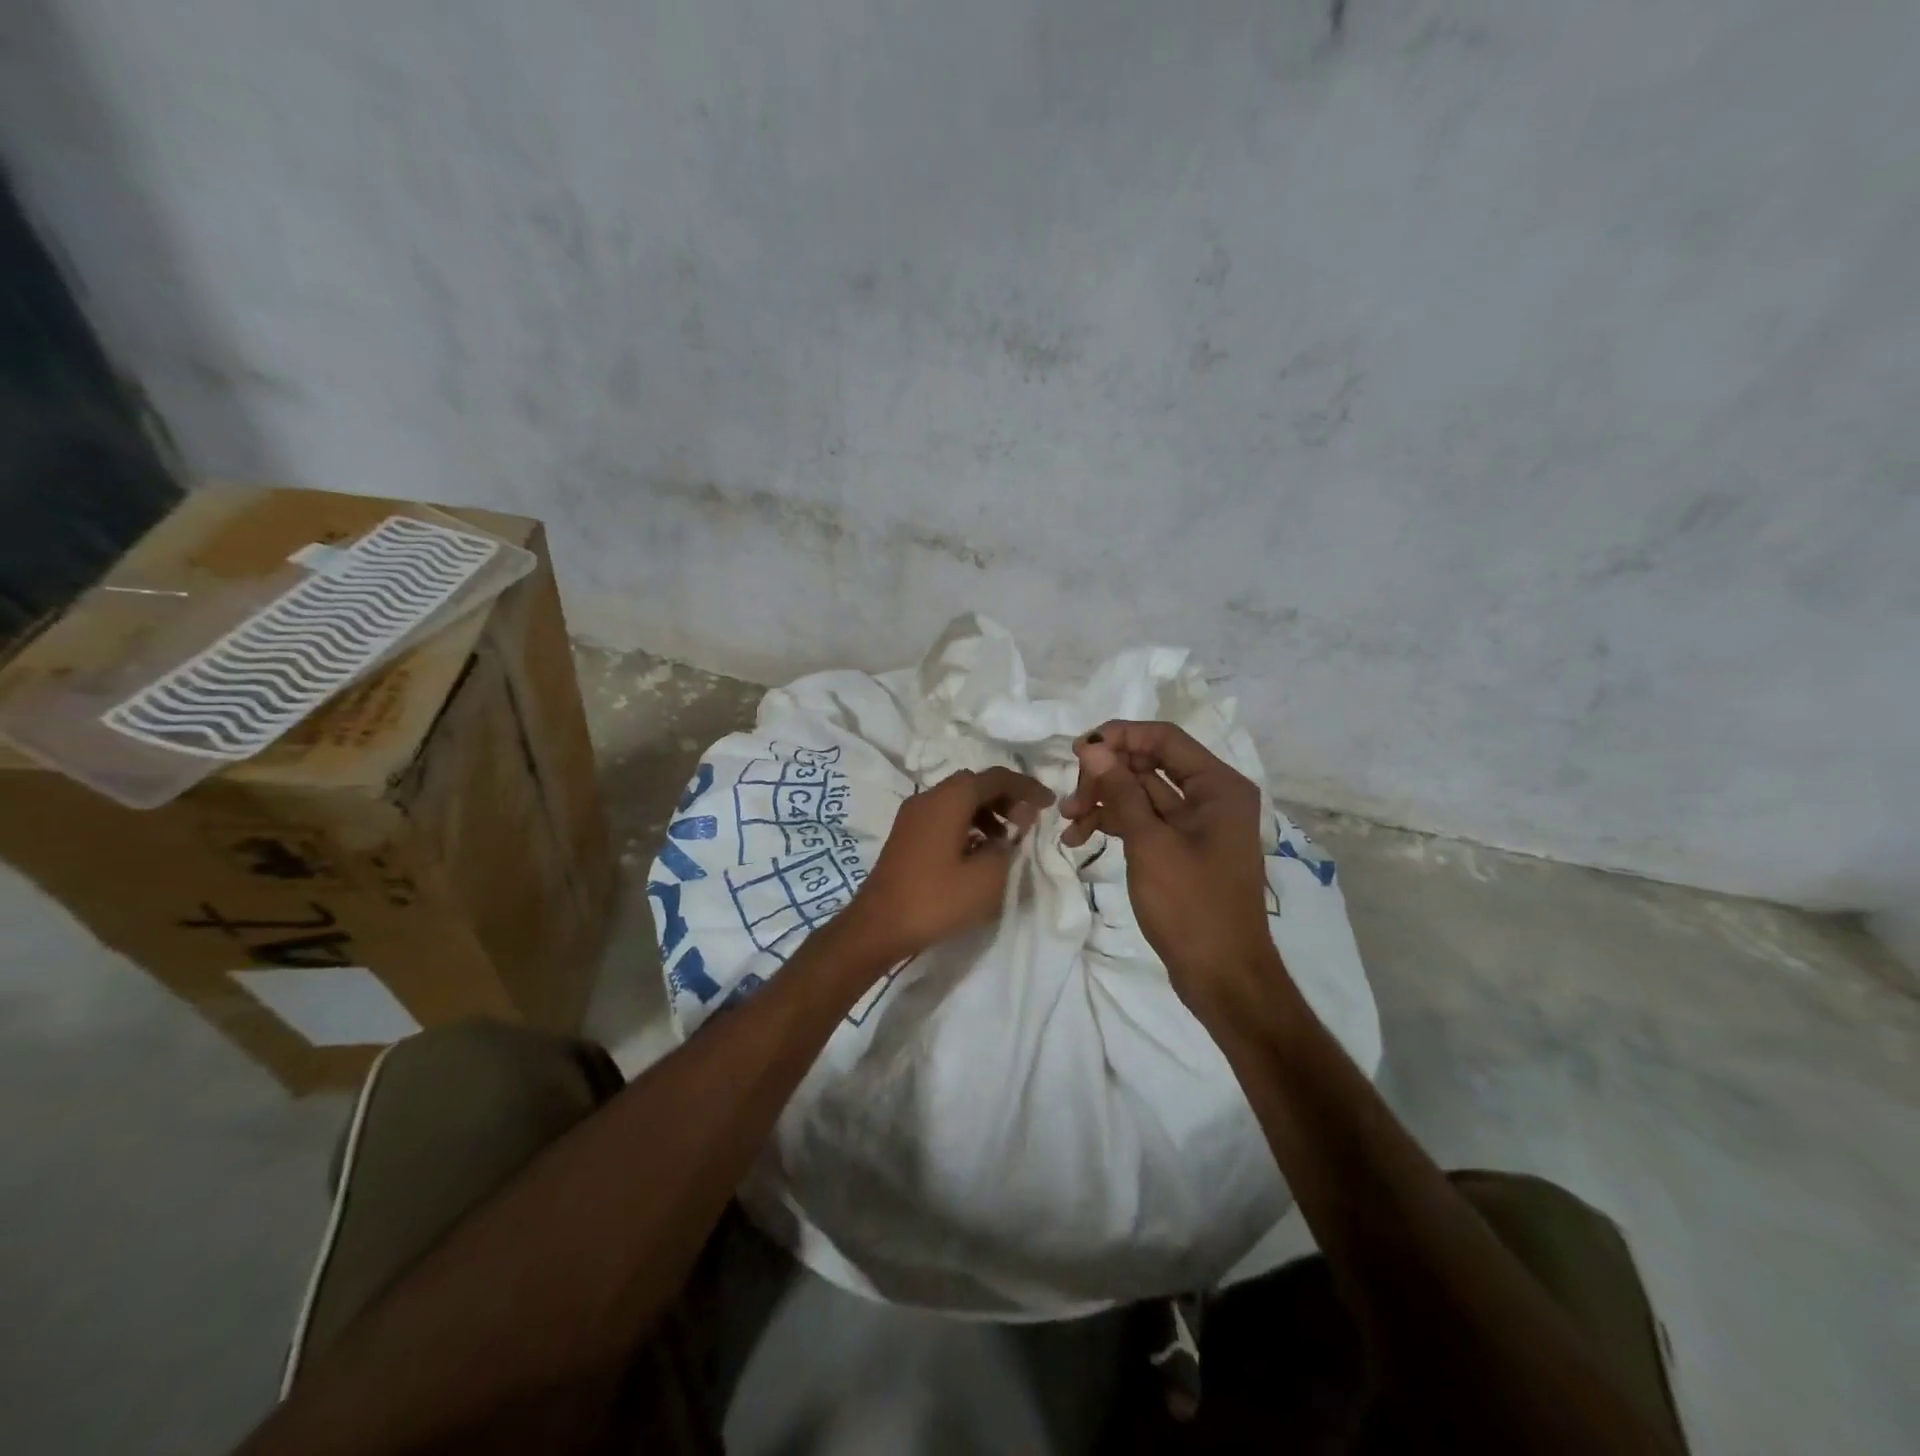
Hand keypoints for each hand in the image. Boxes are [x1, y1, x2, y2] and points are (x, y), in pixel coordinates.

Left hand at [844, 766, 1054, 962]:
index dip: (1026, 788)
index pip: (996, 778)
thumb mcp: (986, 877)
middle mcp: (928, 797)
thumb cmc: (936, 899)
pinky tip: (979, 851)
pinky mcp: (906, 834)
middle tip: (1028, 822)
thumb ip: (1009, 843)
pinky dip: (967, 823)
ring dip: (987, 812)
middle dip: (1006, 798)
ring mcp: (912, 815)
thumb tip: (1016, 824)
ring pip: (958, 800)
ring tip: (1007, 839)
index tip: (1050, 803)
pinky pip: (943, 816)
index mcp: (949, 799)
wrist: (878, 926)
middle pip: (974, 784)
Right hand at [1061, 722, 1280, 1016]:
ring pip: (1141, 794)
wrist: (1223, 977)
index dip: (1119, 737)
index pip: (1164, 738)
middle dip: (1106, 776)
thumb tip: (1092, 748)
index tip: (1076, 751)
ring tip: (1068, 822)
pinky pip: (1144, 821)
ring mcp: (1196, 824)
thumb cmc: (1191, 906)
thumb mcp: (1149, 844)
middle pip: (1149, 764)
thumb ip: (1120, 791)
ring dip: (1104, 801)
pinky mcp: (1181, 848)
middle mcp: (1211, 796)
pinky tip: (1081, 838)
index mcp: (1218, 786)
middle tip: (1071, 801)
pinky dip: (1115, 824)